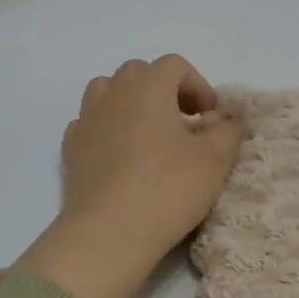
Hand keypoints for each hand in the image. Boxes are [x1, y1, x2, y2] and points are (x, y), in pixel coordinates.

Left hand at [17, 55, 246, 297]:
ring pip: (106, 91)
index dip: (197, 84)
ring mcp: (86, 120)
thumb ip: (228, 130)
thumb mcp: (215, 160)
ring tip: (147, 133)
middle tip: (183, 122)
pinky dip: (106, 128)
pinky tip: (119, 155)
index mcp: (149, 87)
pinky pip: (88, 123)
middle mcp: (113, 94)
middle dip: (163, 89)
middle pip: (138, 72)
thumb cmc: (168, 189)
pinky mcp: (70, 149)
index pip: (174, 65)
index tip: (209, 117)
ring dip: (129, 102)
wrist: (109, 233)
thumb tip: (227, 118)